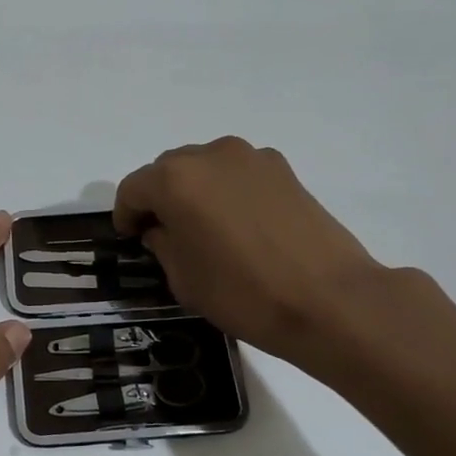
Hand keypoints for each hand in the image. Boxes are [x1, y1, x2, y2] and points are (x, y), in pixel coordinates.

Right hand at [113, 137, 392, 372]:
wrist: (330, 300)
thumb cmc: (243, 293)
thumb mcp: (184, 279)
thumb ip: (162, 244)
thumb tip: (162, 229)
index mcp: (175, 180)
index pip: (133, 188)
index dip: (126, 214)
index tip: (130, 238)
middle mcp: (209, 155)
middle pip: (168, 170)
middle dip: (159, 198)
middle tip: (164, 233)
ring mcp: (250, 158)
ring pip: (205, 167)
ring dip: (195, 191)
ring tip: (205, 227)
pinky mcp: (283, 169)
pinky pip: (238, 173)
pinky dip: (228, 191)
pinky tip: (241, 224)